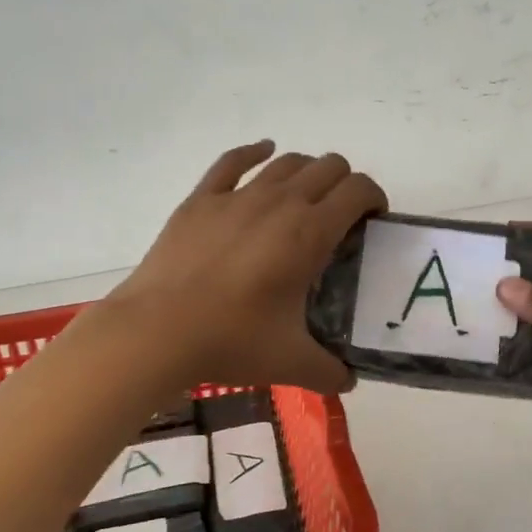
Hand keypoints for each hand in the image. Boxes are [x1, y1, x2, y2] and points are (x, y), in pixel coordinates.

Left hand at [104, 140, 386, 393]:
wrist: (157, 331)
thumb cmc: (231, 341)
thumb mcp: (291, 362)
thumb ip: (330, 371)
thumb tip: (349, 380)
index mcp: (310, 232)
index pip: (358, 190)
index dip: (374, 198)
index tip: (373, 221)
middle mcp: (280, 202)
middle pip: (329, 166)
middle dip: (345, 184)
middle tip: (341, 217)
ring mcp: (237, 196)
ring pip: (287, 161)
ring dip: (307, 171)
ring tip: (307, 196)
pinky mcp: (201, 200)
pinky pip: (233, 161)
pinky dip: (254, 151)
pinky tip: (263, 151)